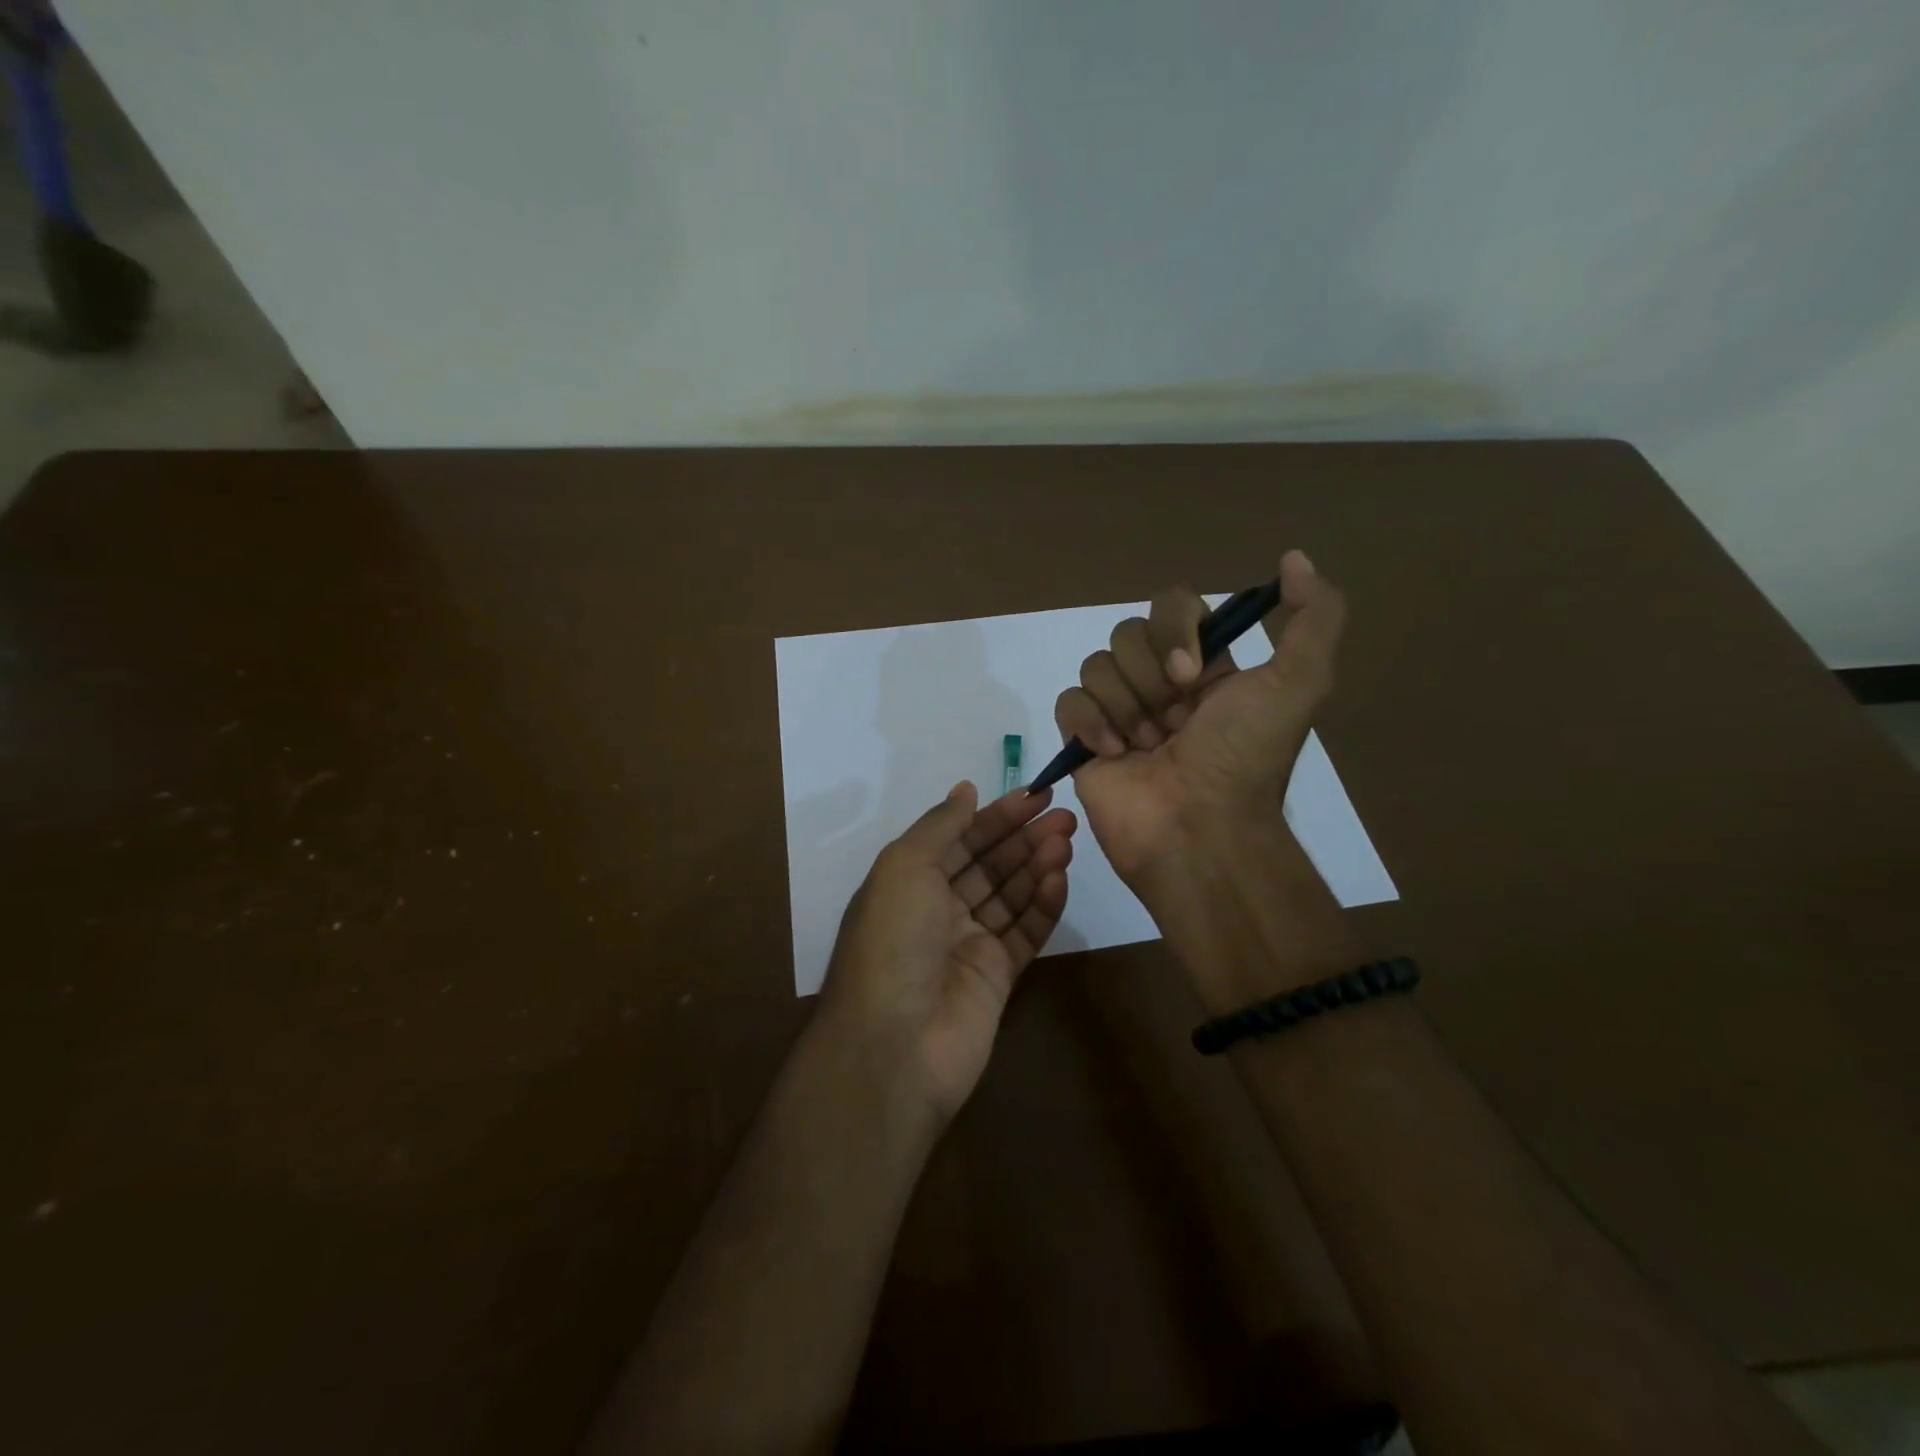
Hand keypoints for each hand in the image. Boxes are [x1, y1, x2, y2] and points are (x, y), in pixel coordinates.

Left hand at [818, 783, 1075, 1122]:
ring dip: (1037, 865)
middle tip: (1064, 816)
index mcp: (910, 881)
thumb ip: (941, 825)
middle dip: (1024, 837)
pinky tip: (1061, 879)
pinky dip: (1043, 906)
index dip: (995, 816)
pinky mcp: (997, 977)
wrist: (896, 1042)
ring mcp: (968, 944)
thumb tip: (966, 789)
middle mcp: (938, 908)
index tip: (1034, 795)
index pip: (960, 838)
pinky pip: (1025, 933)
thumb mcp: (905, 865)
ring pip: (1010, 895)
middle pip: (989, 864)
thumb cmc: (894, 939)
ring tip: (1068, 840)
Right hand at [1054, 550, 1344, 885]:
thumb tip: (1294, 558)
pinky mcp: (1083, 741)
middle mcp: (1159, 685)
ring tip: (1148, 748)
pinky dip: (1090, 724)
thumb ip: (1314, 616)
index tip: (1192, 673)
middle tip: (1174, 722)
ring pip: (1097, 666)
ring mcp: (1118, 712)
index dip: (1175, 629)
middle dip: (1149, 678)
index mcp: (1205, 668)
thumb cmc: (1245, 758)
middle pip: (1128, 634)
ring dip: (1126, 707)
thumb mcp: (1299, 683)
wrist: (1200, 830)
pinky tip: (1114, 753)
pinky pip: (1069, 702)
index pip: (1172, 607)